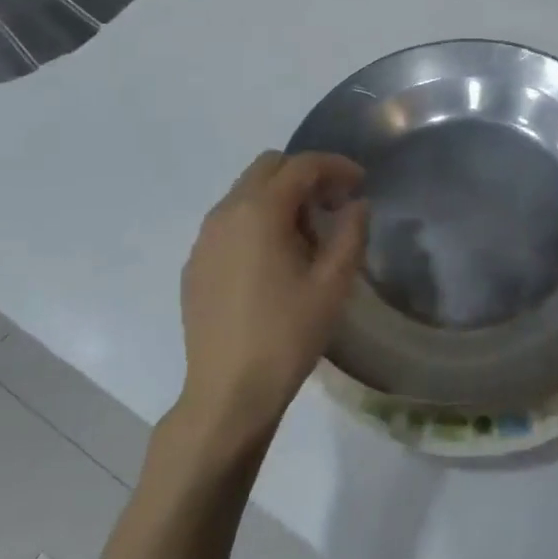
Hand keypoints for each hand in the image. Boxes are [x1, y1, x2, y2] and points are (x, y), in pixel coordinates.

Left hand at [168, 151, 368, 459]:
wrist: (228, 392)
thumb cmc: (287, 334)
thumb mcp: (333, 284)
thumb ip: (351, 233)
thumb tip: (356, 205)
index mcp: (260, 211)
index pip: (301, 166)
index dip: (336, 166)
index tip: (361, 182)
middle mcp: (226, 213)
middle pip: (268, 167)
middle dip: (305, 175)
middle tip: (335, 203)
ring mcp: (204, 239)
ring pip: (246, 193)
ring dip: (281, 197)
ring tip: (309, 233)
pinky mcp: (195, 264)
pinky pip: (230, 222)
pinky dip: (258, 220)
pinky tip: (276, 259)